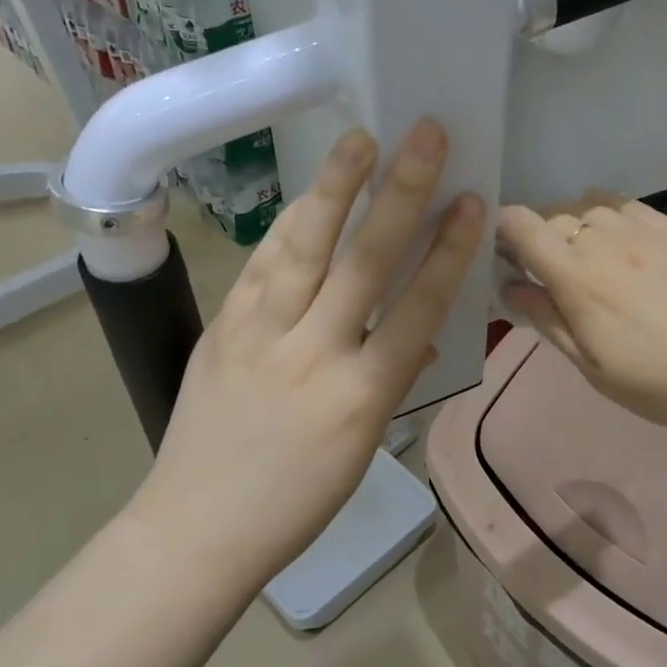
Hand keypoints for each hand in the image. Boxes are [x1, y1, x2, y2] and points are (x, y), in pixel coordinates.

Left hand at [133, 120, 484, 582]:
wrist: (197, 528)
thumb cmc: (295, 501)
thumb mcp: (361, 448)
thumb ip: (389, 380)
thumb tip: (417, 336)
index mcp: (362, 396)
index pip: (417, 308)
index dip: (447, 251)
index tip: (469, 201)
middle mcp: (314, 354)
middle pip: (363, 262)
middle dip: (400, 195)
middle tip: (425, 137)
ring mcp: (260, 336)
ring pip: (304, 249)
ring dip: (335, 189)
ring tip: (361, 139)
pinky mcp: (222, 328)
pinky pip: (261, 265)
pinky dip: (288, 225)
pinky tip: (308, 195)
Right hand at [495, 199, 666, 442]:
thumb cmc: (658, 382)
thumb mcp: (591, 365)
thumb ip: (548, 320)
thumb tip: (510, 288)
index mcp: (578, 277)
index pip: (523, 226)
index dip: (503, 230)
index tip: (504, 253)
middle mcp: (606, 240)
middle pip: (555, 217)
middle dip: (541, 238)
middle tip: (549, 272)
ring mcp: (645, 230)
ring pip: (592, 208)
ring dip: (578, 227)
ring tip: (590, 258)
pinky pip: (630, 206)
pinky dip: (613, 217)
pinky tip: (624, 243)